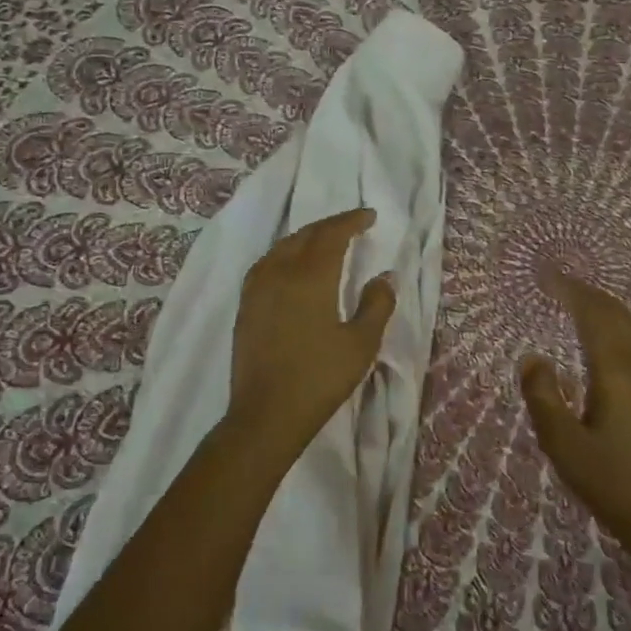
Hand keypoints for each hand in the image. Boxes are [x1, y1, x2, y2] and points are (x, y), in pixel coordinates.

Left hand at [230, 208, 394, 459]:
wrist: (266, 414)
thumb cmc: (319, 378)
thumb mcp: (361, 344)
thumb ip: (377, 304)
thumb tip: (385, 276)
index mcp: (311, 277)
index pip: (332, 235)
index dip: (351, 221)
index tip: (370, 216)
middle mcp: (280, 273)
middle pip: (306, 235)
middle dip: (331, 226)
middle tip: (352, 225)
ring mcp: (257, 289)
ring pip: (283, 247)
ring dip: (306, 237)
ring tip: (324, 241)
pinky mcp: (246, 306)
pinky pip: (266, 263)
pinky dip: (284, 253)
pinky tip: (290, 265)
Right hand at [521, 275, 630, 551]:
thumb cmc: (610, 483)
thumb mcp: (563, 445)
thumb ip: (543, 397)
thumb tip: (533, 357)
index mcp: (617, 372)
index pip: (594, 316)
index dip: (572, 291)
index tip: (549, 276)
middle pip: (617, 315)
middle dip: (588, 294)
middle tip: (560, 282)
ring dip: (608, 308)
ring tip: (582, 301)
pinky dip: (624, 325)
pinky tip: (616, 335)